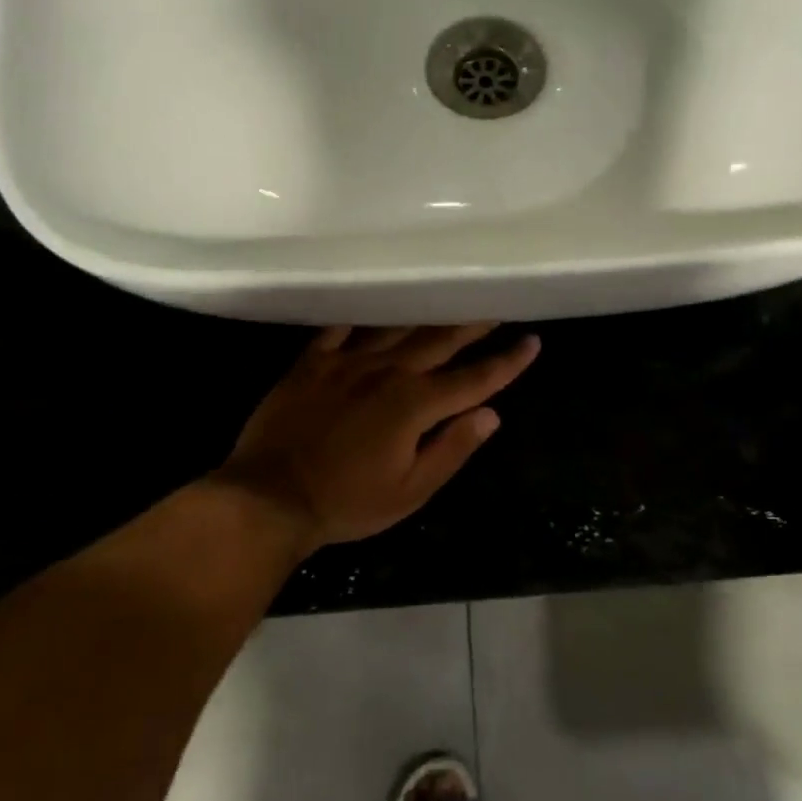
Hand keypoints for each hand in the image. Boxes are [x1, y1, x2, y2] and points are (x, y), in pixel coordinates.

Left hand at [214, 324, 541, 549]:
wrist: (269, 497)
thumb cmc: (347, 502)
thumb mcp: (411, 490)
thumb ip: (452, 448)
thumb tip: (491, 415)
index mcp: (415, 404)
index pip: (473, 379)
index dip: (506, 362)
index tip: (532, 342)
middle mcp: (387, 373)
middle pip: (439, 341)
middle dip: (472, 324)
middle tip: (495, 305)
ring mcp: (346, 363)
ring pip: (395, 328)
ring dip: (426, 314)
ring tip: (447, 298)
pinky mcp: (311, 364)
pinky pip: (340, 330)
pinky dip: (360, 318)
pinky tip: (371, 306)